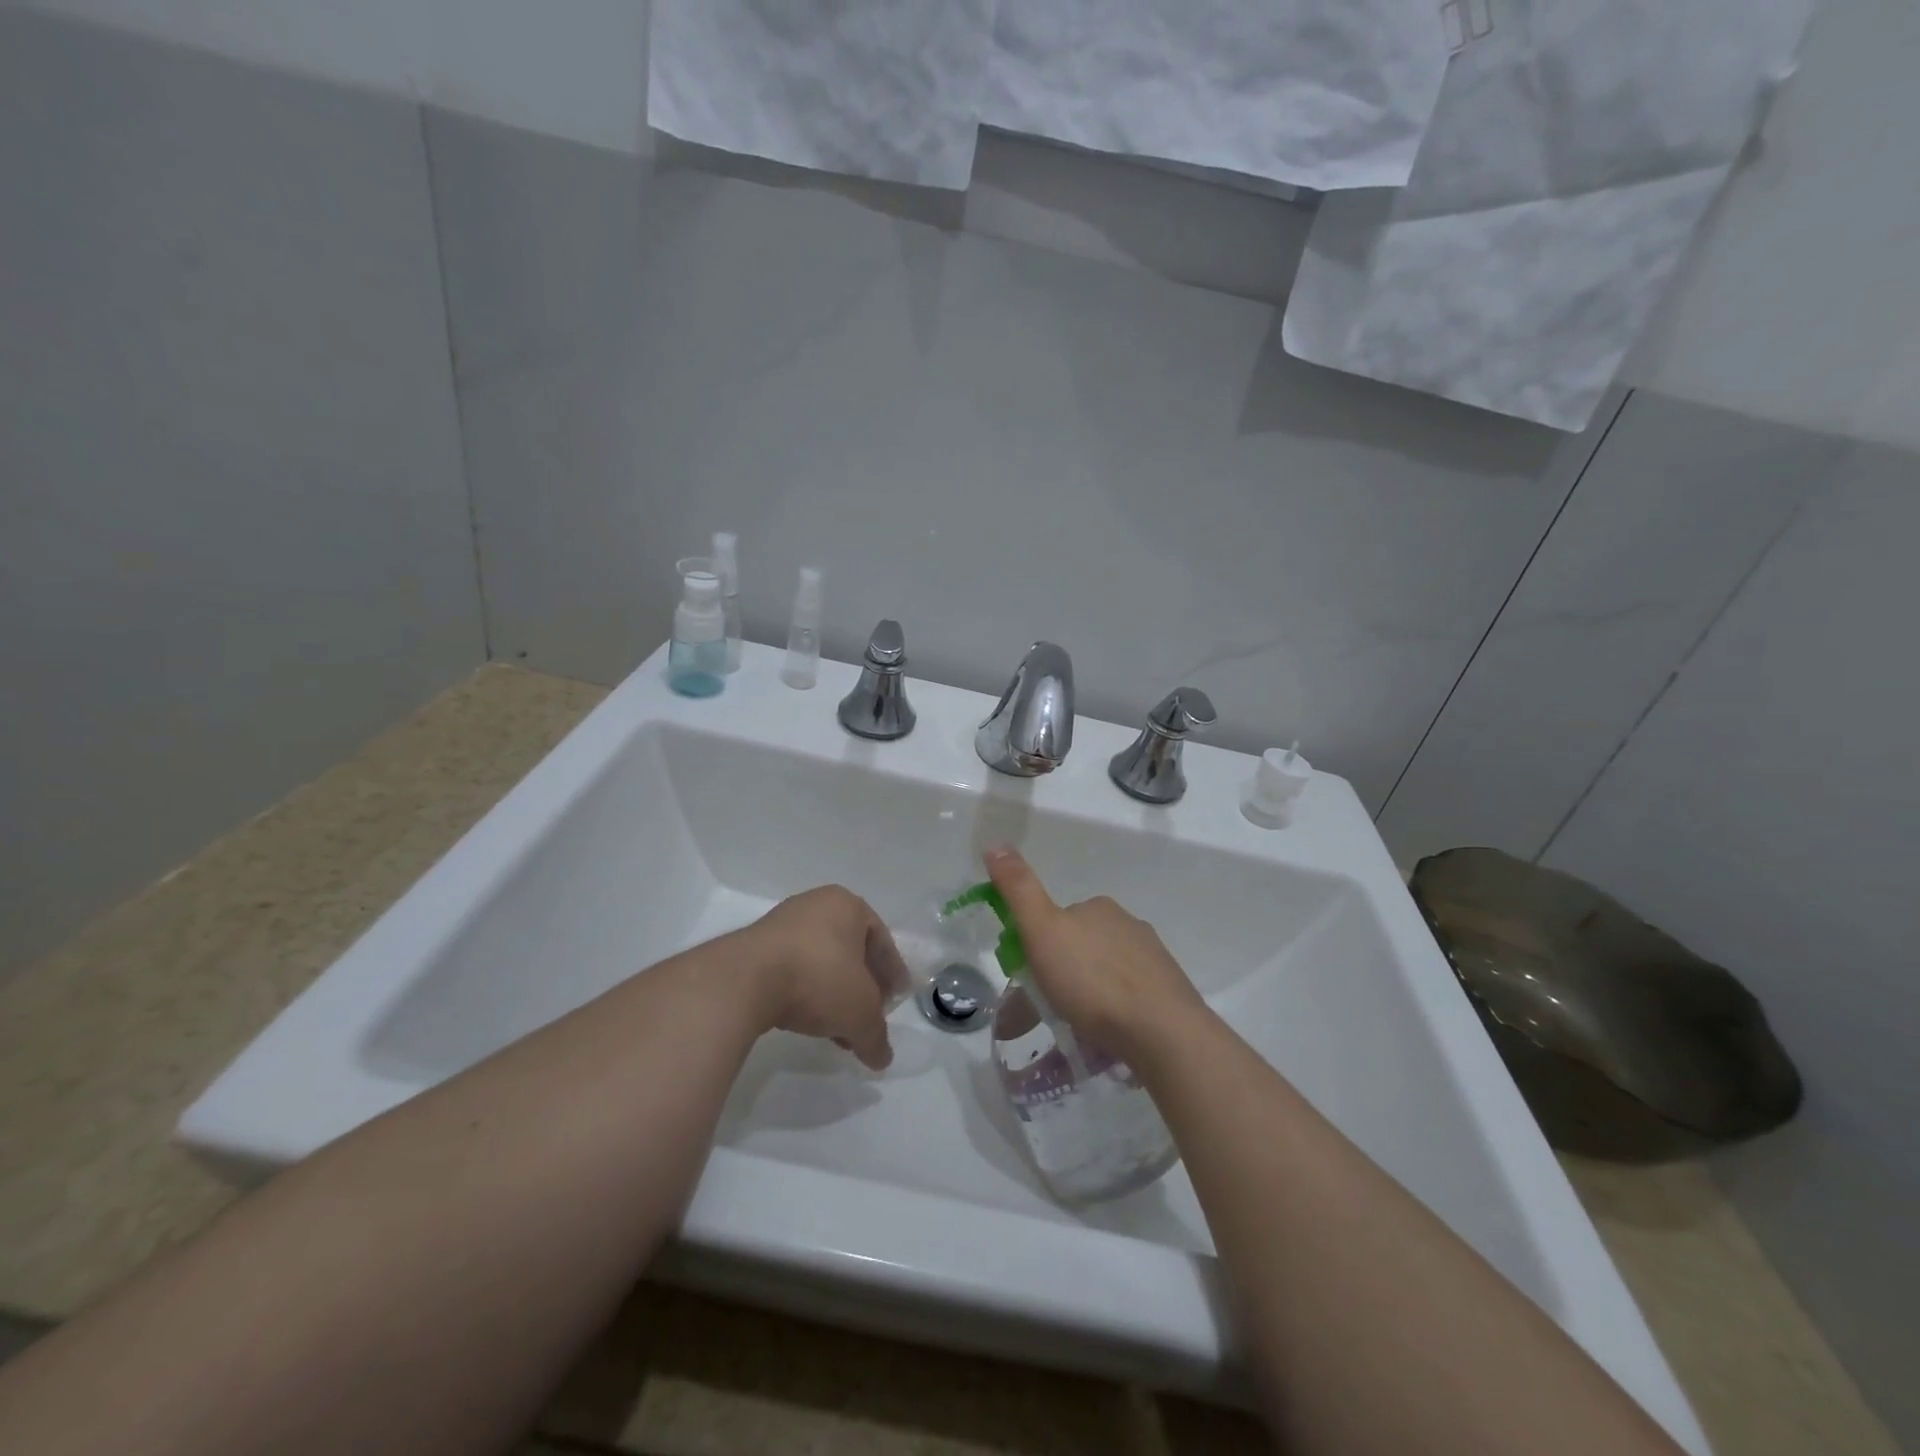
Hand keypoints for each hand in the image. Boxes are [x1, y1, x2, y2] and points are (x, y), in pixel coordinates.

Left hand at [741, 886, 907, 1069]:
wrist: (743, 981)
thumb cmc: (818, 979)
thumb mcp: (860, 1014)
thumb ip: (876, 1036)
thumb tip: (882, 1058)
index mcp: (847, 905)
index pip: (881, 940)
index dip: (891, 974)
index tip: (894, 1001)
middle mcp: (816, 904)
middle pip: (850, 950)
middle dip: (861, 986)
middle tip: (867, 1016)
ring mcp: (781, 923)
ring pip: (820, 961)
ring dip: (832, 994)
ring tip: (836, 1029)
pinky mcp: (754, 945)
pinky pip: (791, 969)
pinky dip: (804, 993)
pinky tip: (806, 1022)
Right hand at [985, 848, 1207, 1065]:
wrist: (1161, 1031)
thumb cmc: (1093, 979)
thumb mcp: (1042, 930)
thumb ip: (1018, 889)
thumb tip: (994, 844)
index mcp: (1098, 907)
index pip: (1059, 919)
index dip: (1039, 945)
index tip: (1029, 976)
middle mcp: (1129, 925)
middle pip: (1084, 947)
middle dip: (1065, 973)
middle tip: (1049, 1009)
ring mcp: (1153, 961)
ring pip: (1108, 974)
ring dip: (1090, 996)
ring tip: (1075, 1031)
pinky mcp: (1168, 995)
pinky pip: (1130, 1001)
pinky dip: (1114, 1014)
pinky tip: (1105, 1040)